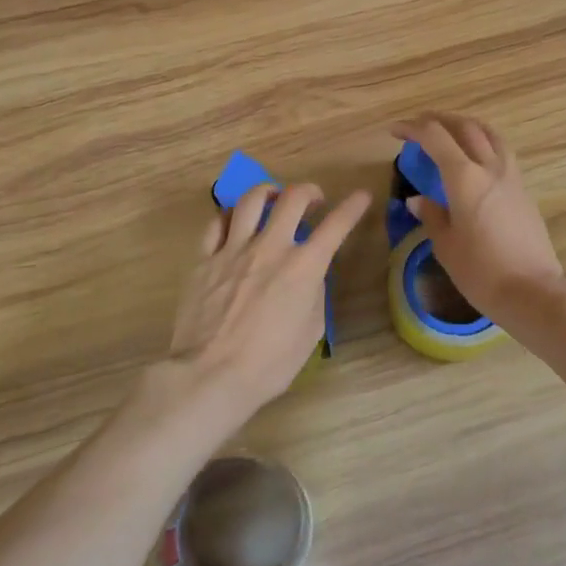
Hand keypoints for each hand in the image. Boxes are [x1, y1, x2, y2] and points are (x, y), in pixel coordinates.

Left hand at [169, 181, 370, 415]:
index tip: (361, 196)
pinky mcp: (203, 259)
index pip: (336, 226)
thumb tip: (310, 277)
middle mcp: (270, 248)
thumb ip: (314, 295)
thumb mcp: (310, 332)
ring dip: (268, 192)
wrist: (211, 374)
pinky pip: (216, 223)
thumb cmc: (269, 363)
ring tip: (273, 198)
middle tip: (314, 199)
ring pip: (250, 200)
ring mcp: (233, 250)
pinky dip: (230, 216)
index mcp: (303, 267)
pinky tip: (234, 222)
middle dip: (309, 191)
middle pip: (292, 198)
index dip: (353, 207)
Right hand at [391, 114, 562, 324]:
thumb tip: (417, 200)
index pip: (435, 137)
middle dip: (439, 120)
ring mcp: (512, 176)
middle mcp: (490, 167)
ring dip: (467, 126)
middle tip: (420, 125)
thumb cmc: (480, 271)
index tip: (395, 132)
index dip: (412, 128)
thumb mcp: (445, 245)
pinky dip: (484, 142)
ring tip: (451, 132)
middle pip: (465, 127)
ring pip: (490, 134)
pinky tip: (476, 158)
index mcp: (465, 178)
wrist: (531, 291)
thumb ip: (431, 215)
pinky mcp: (524, 190)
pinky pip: (502, 152)